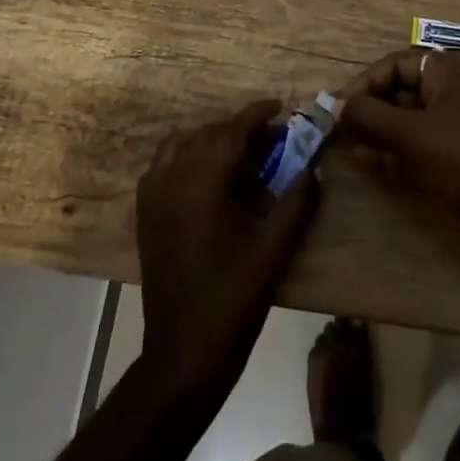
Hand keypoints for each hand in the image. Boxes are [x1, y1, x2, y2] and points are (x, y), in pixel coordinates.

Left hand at [135, 100, 320, 404]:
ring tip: (240, 154)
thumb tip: (314, 168)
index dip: (257, 114)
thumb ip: (297, 202)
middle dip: (239, 129)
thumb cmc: (232, 300)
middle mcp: (172, 179)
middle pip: (207, 134)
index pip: (232, 131)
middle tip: (271, 139)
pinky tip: (208, 178)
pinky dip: (186, 157)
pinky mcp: (145, 214)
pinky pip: (164, 166)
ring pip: (180, 145)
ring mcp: (153, 196)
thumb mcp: (274, 250)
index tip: (280, 107)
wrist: (182, 353)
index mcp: (203, 183)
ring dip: (210, 140)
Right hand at [337, 51, 459, 246]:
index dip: (363, 84)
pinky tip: (367, 160)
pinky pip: (420, 140)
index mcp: (448, 71)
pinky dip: (395, 148)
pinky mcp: (459, 150)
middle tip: (338, 128)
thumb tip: (336, 105)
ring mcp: (458, 121)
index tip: (337, 107)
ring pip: (408, 118)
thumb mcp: (410, 135)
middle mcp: (454, 88)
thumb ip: (369, 116)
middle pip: (400, 90)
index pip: (395, 65)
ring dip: (378, 130)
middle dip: (369, 109)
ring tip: (347, 146)